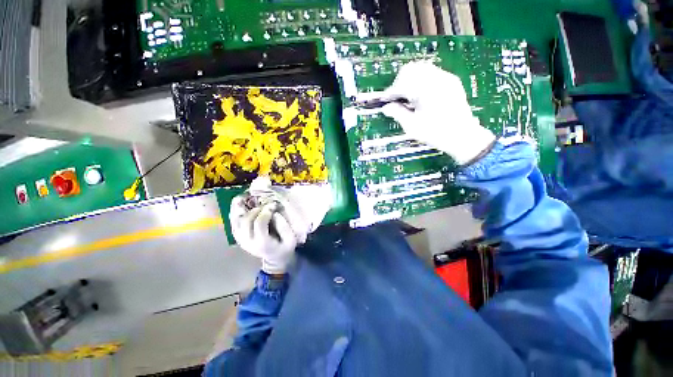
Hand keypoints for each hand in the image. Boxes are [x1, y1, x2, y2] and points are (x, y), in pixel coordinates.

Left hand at [229, 199, 298, 274]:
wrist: (275, 258)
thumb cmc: (284, 247)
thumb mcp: (291, 239)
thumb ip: (284, 226)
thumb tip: (274, 213)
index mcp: (262, 243)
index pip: (259, 224)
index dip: (265, 212)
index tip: (273, 205)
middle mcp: (248, 241)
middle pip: (246, 221)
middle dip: (255, 209)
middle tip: (264, 202)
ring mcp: (241, 239)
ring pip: (236, 221)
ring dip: (239, 208)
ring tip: (244, 196)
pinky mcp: (238, 236)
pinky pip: (234, 222)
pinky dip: (235, 212)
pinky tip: (238, 203)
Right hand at [358, 61, 495, 164]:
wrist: (463, 136)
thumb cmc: (436, 133)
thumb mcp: (412, 126)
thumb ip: (397, 113)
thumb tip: (386, 107)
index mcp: (426, 89)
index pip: (402, 82)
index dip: (391, 92)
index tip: (385, 101)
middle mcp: (437, 78)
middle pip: (411, 69)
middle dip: (400, 83)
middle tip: (396, 99)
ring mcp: (445, 78)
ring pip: (421, 68)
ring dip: (410, 80)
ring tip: (408, 97)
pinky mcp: (451, 81)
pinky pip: (431, 73)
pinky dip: (421, 81)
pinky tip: (420, 96)